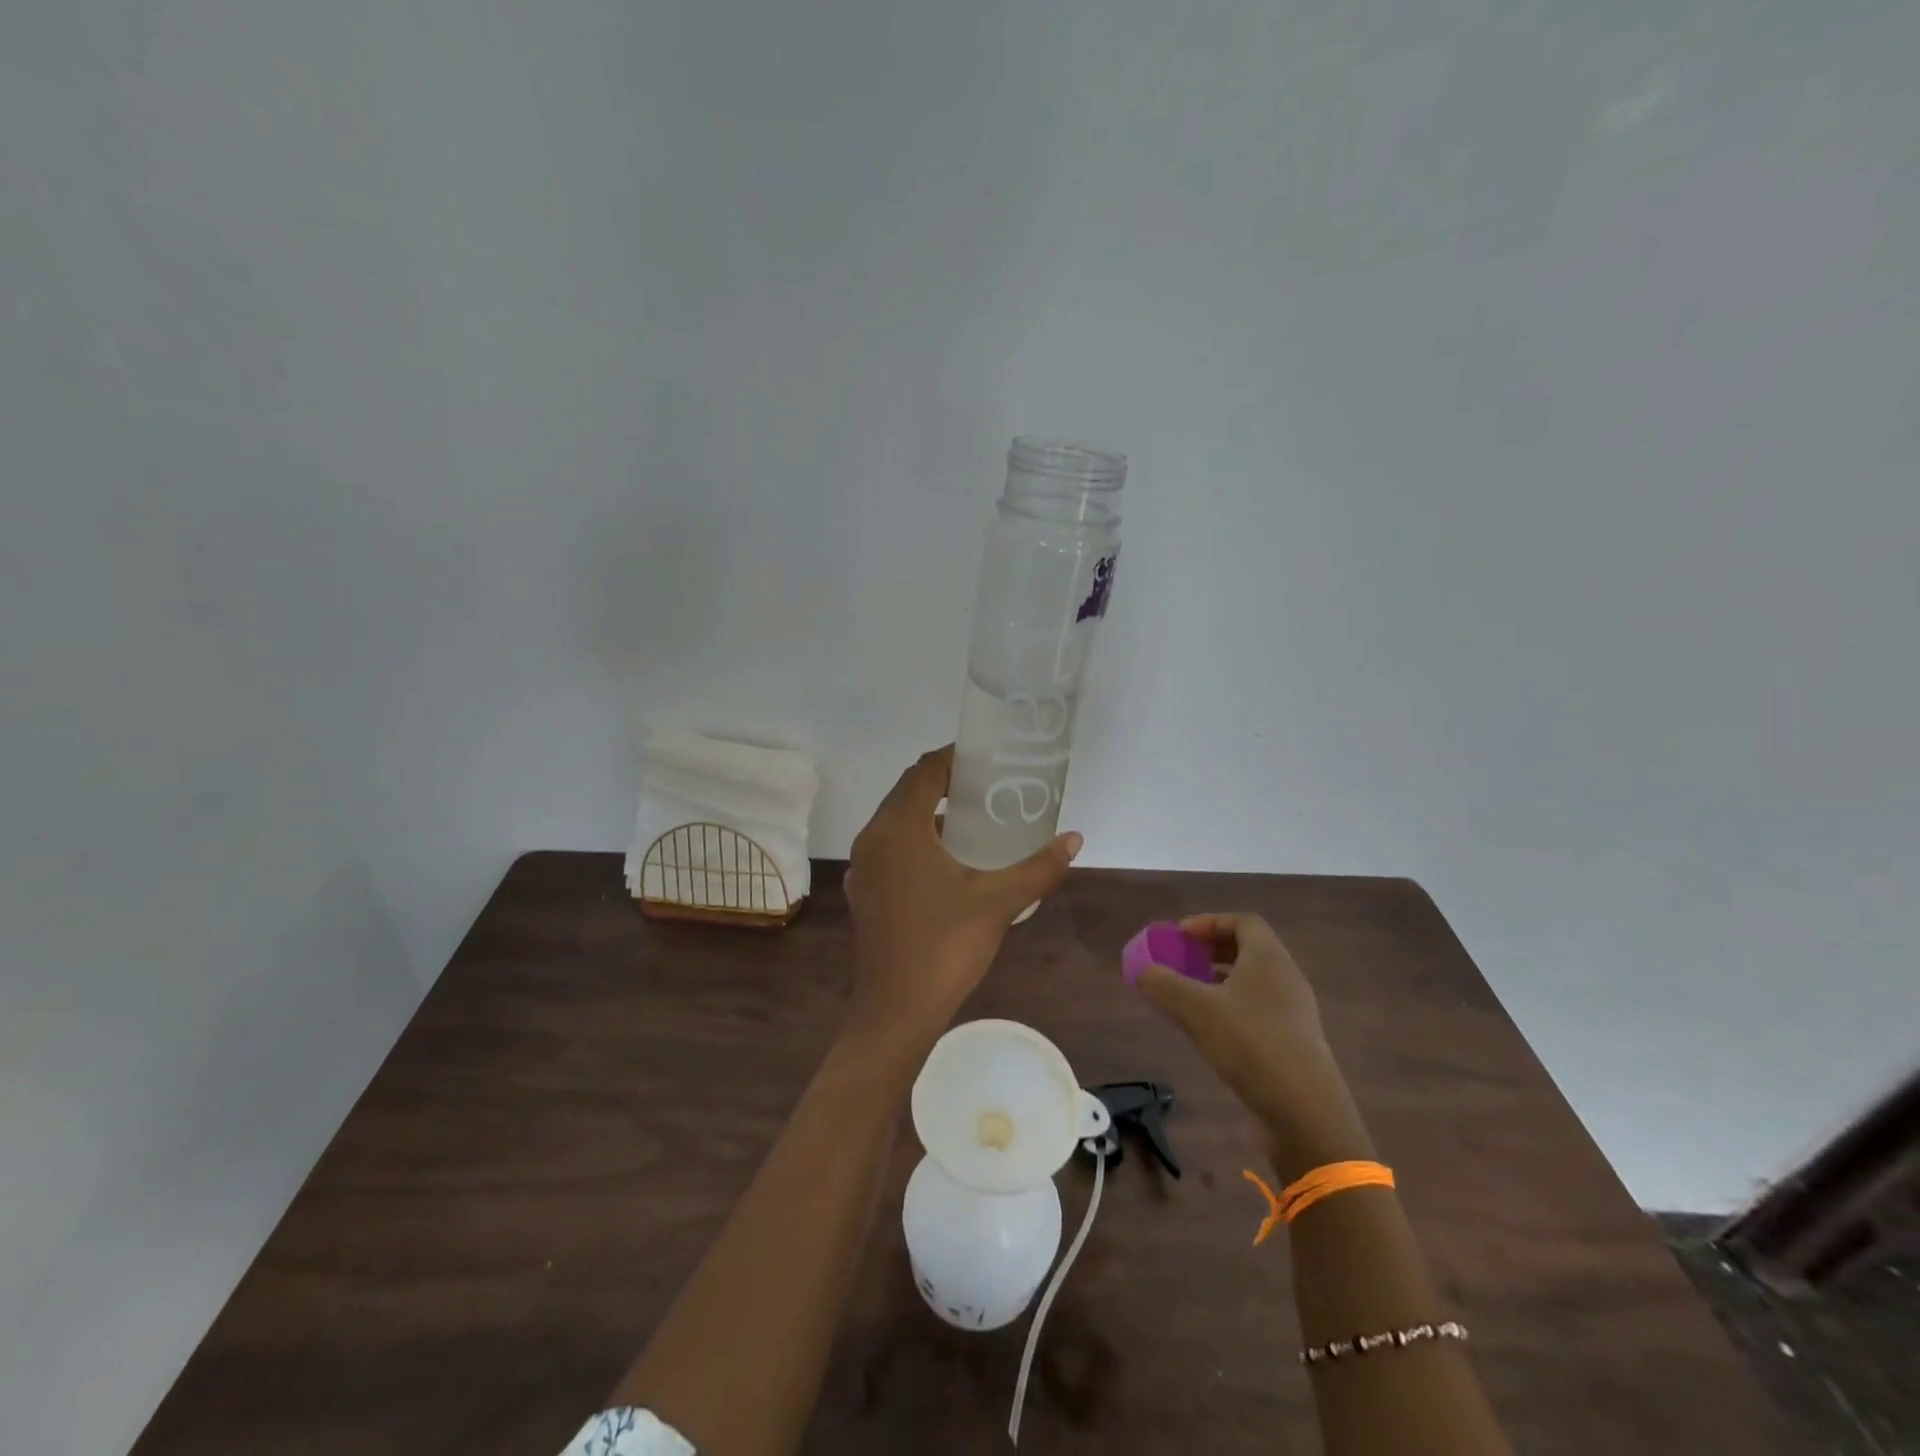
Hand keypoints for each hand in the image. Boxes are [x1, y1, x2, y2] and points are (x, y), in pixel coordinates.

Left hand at [843, 746, 1081, 1047]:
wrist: (894, 1013)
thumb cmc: (944, 948)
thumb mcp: (998, 903)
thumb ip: (1038, 867)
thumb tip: (1074, 839)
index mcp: (897, 829)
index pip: (924, 771)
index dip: (954, 757)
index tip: (987, 757)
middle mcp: (873, 839)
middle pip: (907, 792)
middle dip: (945, 782)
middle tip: (988, 785)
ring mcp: (864, 867)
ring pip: (897, 822)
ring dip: (931, 813)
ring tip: (975, 819)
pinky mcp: (864, 892)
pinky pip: (891, 848)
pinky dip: (918, 840)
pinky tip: (951, 861)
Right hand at [1134, 913, 1374, 1181]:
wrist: (1305, 1114)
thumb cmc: (1251, 1045)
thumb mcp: (1195, 1009)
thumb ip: (1162, 984)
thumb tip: (1142, 970)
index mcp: (1269, 958)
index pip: (1243, 921)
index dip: (1208, 922)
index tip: (1179, 937)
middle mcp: (1286, 978)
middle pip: (1248, 949)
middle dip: (1210, 951)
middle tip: (1180, 962)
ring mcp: (1293, 1013)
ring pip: (1252, 982)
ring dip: (1219, 981)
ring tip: (1188, 996)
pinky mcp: (1293, 1043)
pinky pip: (1257, 1010)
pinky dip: (1230, 1007)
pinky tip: (1209, 1031)